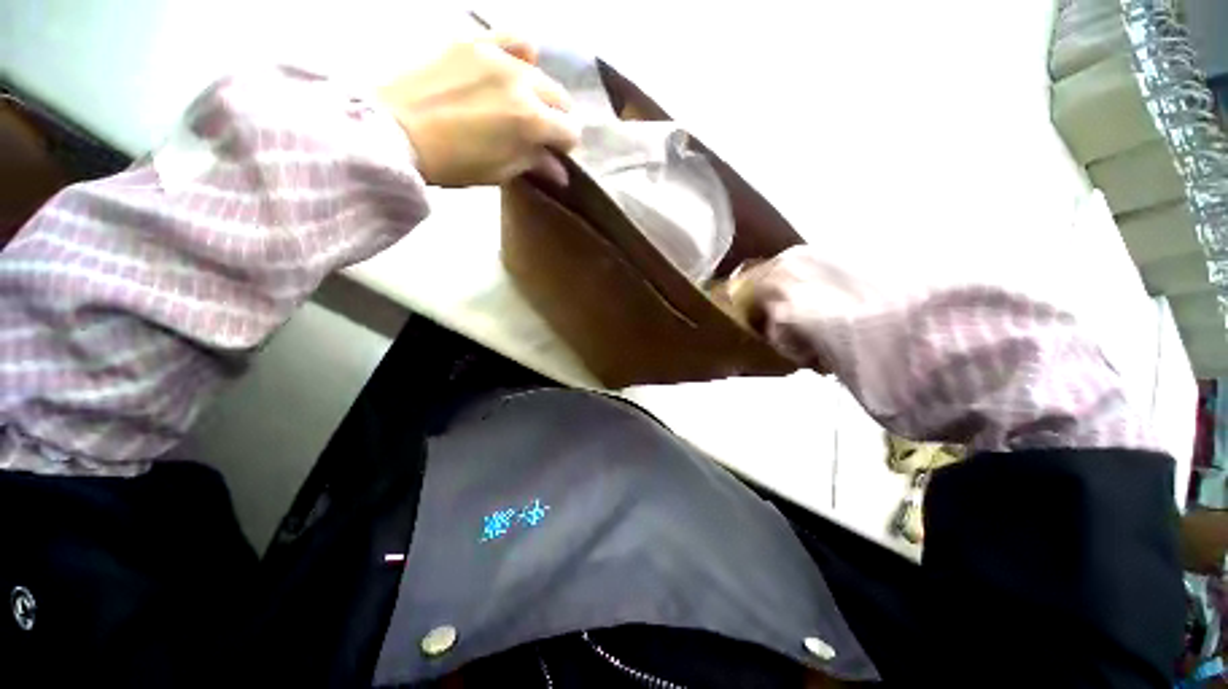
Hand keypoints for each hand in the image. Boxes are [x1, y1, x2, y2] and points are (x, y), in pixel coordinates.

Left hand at [378, 34, 579, 187]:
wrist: (393, 130)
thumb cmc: (452, 162)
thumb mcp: (500, 171)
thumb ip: (535, 164)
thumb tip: (560, 171)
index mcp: (531, 121)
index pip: (570, 131)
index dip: (565, 146)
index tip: (553, 153)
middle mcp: (522, 83)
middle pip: (560, 98)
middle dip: (555, 118)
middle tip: (537, 132)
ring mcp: (497, 55)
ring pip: (541, 70)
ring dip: (540, 89)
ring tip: (522, 101)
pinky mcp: (473, 40)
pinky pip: (513, 37)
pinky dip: (520, 54)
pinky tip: (511, 67)